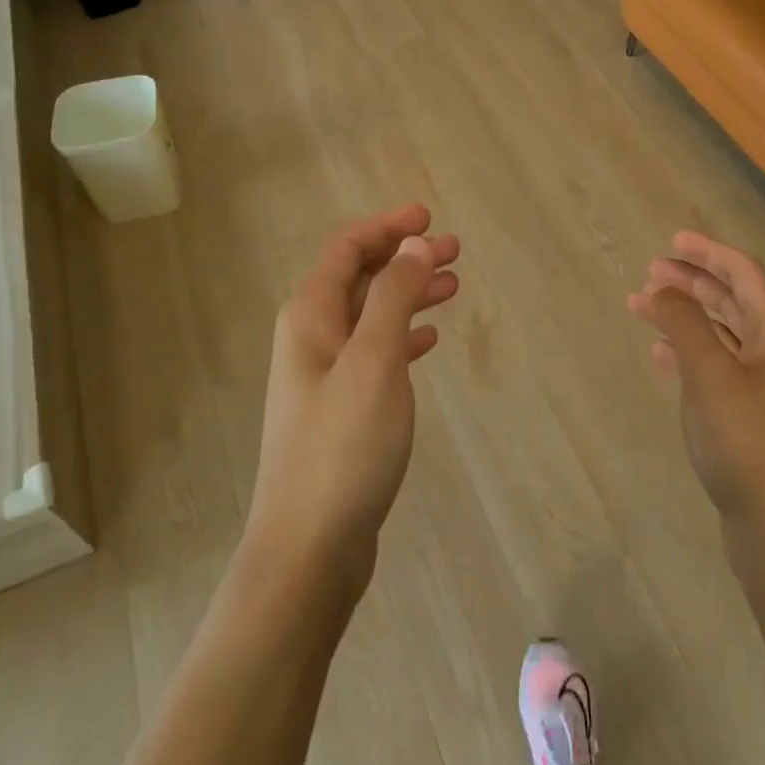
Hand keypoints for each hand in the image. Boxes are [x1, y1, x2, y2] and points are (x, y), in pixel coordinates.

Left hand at [247, 204, 459, 586]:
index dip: (387, 226)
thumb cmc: (343, 446)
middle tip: (454, 251)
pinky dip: (403, 335)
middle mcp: (311, 337)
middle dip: (404, 257)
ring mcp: (324, 375)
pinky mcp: (341, 408)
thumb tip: (411, 243)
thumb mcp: (374, 361)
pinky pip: (375, 352)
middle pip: (360, 278)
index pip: (347, 249)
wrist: (309, 547)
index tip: (429, 217)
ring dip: (408, 294)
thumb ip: (393, 296)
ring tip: (452, 287)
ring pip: (371, 315)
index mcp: (310, 316)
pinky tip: (429, 340)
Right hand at [629, 233, 764, 550]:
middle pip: (733, 298)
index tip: (671, 241)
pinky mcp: (747, 413)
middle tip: (651, 273)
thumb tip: (661, 287)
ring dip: (686, 314)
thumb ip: (684, 324)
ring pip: (721, 331)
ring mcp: (763, 384)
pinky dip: (687, 350)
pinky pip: (715, 364)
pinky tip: (660, 355)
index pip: (744, 273)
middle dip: (693, 281)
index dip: (708, 252)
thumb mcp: (710, 374)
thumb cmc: (746, 441)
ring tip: (645, 307)